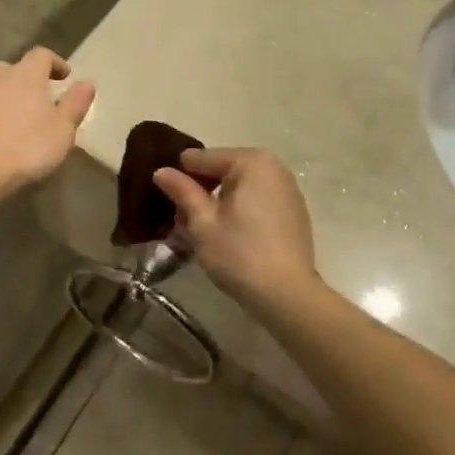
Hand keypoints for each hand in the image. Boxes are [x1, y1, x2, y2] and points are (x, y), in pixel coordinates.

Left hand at [0, 48, 94, 194]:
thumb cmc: (25, 147)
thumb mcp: (62, 130)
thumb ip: (75, 104)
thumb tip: (88, 83)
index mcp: (26, 75)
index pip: (42, 55)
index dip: (55, 63)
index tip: (65, 77)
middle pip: (15, 69)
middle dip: (29, 79)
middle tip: (41, 98)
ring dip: (8, 98)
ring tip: (19, 120)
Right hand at [152, 149, 321, 303]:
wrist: (288, 296)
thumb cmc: (240, 253)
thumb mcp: (202, 222)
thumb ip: (182, 191)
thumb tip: (161, 170)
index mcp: (251, 161)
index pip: (202, 158)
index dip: (179, 177)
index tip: (164, 199)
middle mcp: (273, 168)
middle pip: (222, 171)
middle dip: (199, 193)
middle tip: (179, 222)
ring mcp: (286, 191)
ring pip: (238, 189)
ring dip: (216, 205)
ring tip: (197, 233)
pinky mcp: (292, 213)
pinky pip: (255, 202)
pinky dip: (237, 213)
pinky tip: (224, 237)